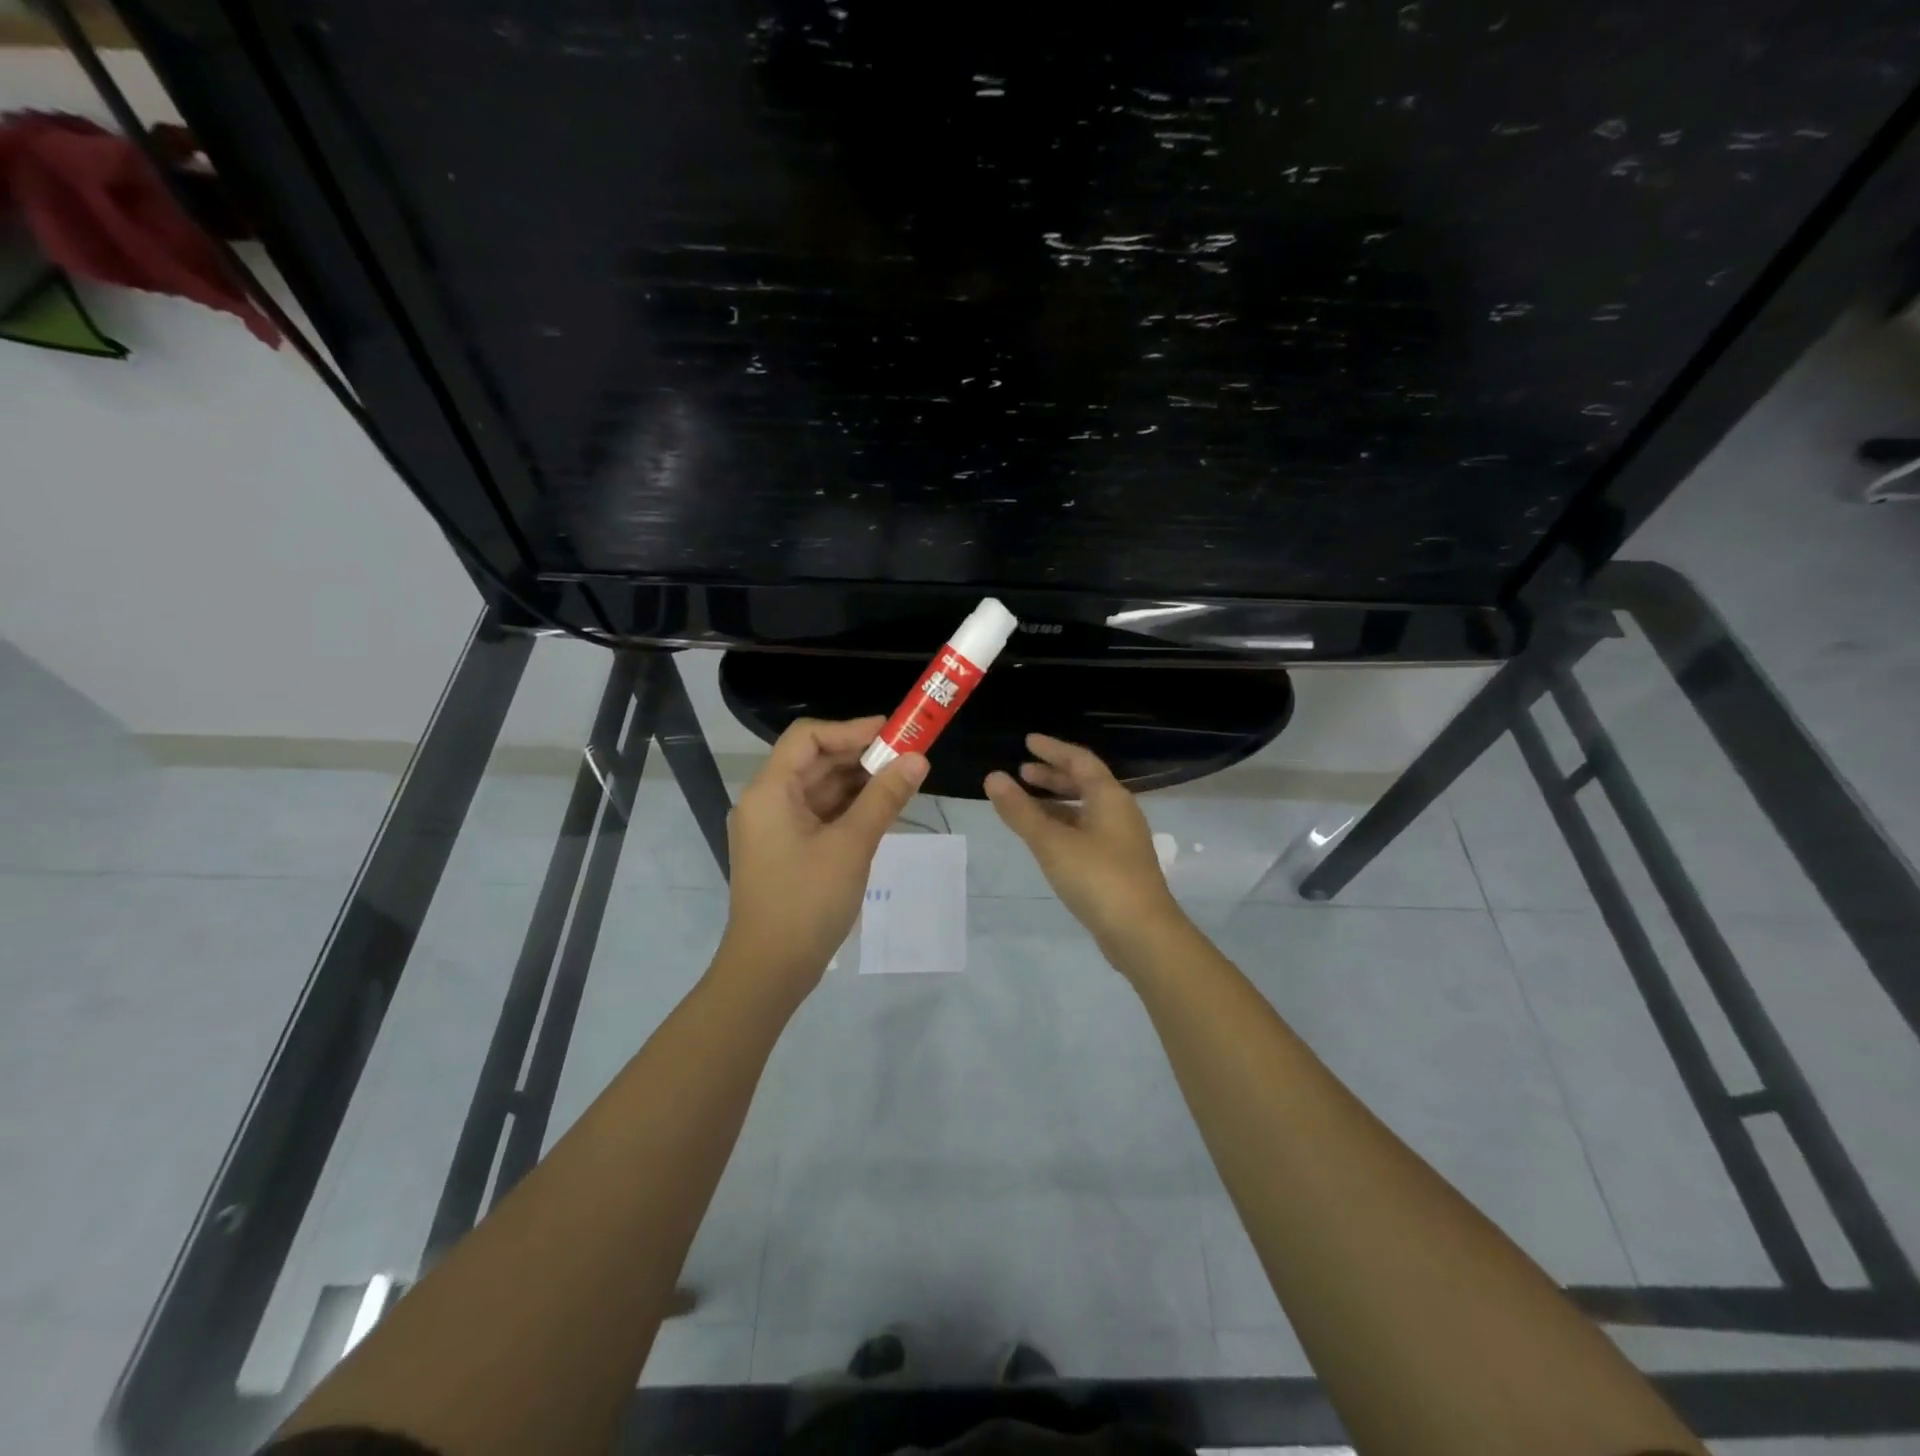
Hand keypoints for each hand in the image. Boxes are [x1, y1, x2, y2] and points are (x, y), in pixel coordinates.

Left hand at [717, 716, 927, 999]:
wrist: (770, 971)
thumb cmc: (807, 901)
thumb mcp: (852, 845)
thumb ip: (885, 798)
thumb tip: (918, 759)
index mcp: (769, 791)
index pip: (807, 738)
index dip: (850, 729)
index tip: (893, 733)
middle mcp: (766, 802)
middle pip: (814, 762)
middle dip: (861, 757)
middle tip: (908, 757)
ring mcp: (774, 829)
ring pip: (819, 790)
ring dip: (858, 783)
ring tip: (902, 782)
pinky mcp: (786, 851)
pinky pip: (819, 815)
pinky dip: (849, 809)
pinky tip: (882, 811)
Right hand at [984, 734, 1184, 957]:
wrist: (1142, 933)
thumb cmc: (1097, 878)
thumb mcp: (1052, 842)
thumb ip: (1020, 810)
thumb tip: (993, 777)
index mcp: (1110, 797)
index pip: (1080, 760)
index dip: (1053, 749)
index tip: (1028, 741)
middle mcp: (1119, 812)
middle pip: (1085, 783)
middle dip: (1054, 775)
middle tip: (1023, 771)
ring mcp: (1121, 841)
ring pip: (1085, 810)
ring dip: (1057, 802)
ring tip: (1026, 804)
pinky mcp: (1117, 866)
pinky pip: (1086, 832)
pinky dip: (1063, 826)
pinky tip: (1046, 840)